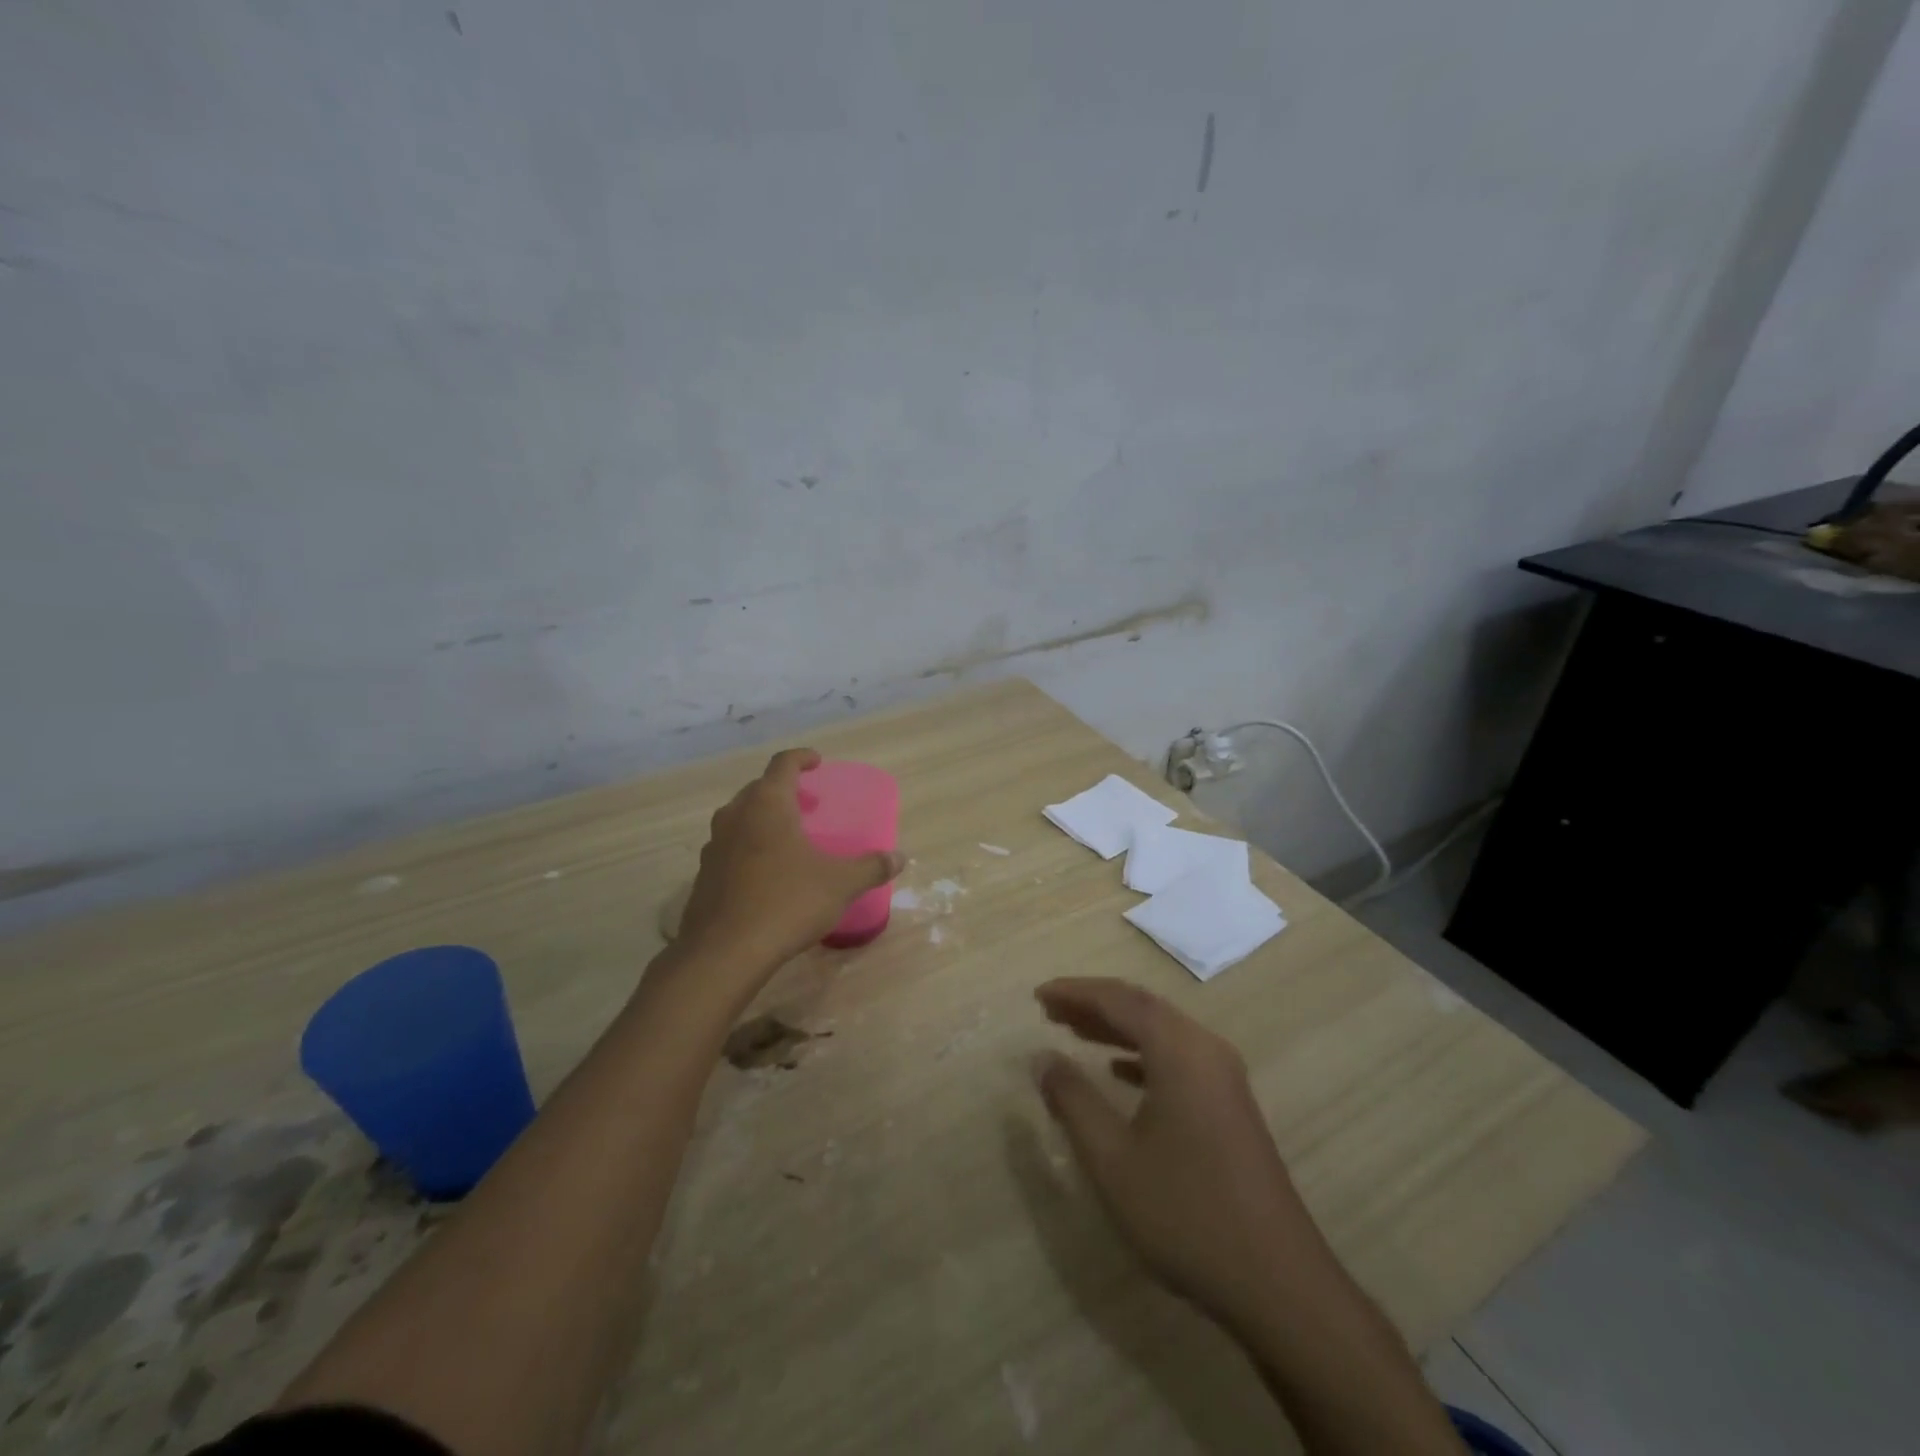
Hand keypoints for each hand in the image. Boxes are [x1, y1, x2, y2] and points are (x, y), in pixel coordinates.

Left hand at [677, 748, 903, 969]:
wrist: (724, 953)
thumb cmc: (787, 903)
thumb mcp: (840, 884)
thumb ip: (870, 867)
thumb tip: (899, 857)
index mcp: (768, 804)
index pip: (783, 764)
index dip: (801, 758)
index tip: (817, 762)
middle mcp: (735, 816)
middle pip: (758, 789)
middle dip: (782, 790)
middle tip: (806, 803)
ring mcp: (713, 846)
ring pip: (739, 819)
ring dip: (762, 819)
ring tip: (786, 837)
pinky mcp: (703, 876)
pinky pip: (729, 849)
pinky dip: (748, 849)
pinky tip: (765, 874)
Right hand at [1033, 978, 1328, 1334]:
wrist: (1277, 1284)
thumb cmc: (1185, 1213)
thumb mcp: (1113, 1159)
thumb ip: (1073, 1100)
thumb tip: (1042, 1057)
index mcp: (1180, 1050)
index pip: (1119, 1000)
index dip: (1075, 992)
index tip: (1038, 995)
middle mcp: (1206, 1049)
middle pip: (1142, 1008)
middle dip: (1093, 1004)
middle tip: (1049, 1010)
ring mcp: (1224, 1078)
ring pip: (1161, 1033)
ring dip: (1116, 1028)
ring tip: (1073, 1032)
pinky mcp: (1230, 1105)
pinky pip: (1177, 1058)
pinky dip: (1141, 1055)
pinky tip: (1118, 1072)